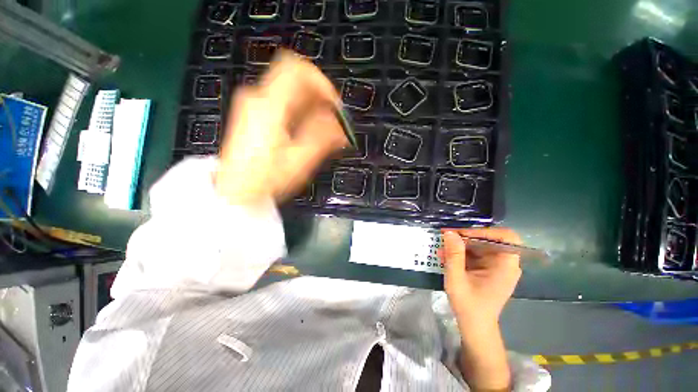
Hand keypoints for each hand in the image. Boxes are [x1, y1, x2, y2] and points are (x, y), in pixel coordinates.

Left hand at [215, 51, 348, 206]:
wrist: (236, 190)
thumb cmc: (267, 179)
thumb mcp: (299, 161)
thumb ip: (322, 138)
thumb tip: (341, 124)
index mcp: (268, 106)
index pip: (297, 70)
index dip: (321, 83)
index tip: (334, 106)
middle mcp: (258, 98)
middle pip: (295, 81)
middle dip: (319, 100)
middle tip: (332, 124)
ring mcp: (254, 105)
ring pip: (291, 93)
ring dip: (312, 108)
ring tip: (322, 133)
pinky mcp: (254, 114)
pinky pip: (283, 103)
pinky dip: (300, 112)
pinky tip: (307, 132)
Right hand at [441, 228, 521, 327]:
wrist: (475, 326)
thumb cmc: (469, 305)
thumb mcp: (457, 278)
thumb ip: (454, 254)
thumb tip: (450, 232)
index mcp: (505, 266)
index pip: (506, 237)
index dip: (484, 231)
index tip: (462, 233)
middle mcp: (505, 263)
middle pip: (489, 240)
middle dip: (466, 237)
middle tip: (446, 236)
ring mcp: (497, 267)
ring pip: (480, 246)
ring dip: (460, 245)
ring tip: (442, 248)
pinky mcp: (488, 270)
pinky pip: (476, 254)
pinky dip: (461, 253)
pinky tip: (446, 256)